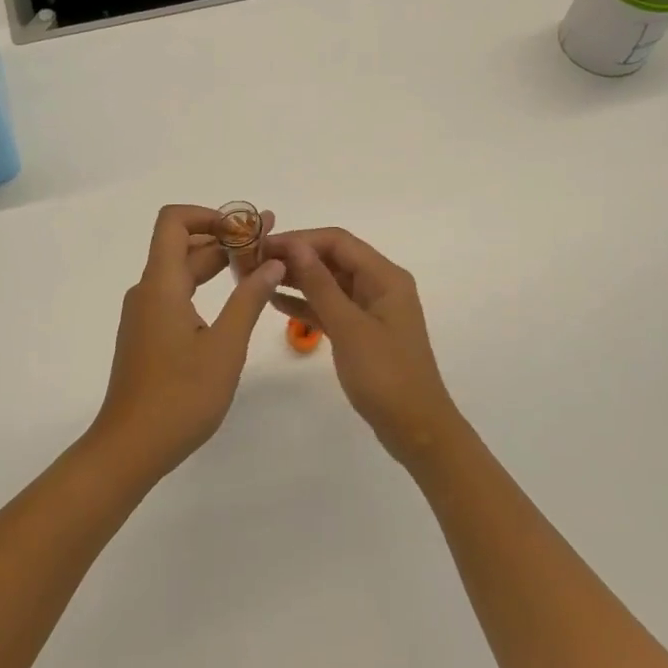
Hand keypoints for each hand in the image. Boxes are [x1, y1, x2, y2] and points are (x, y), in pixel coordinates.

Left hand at [89, 205, 286, 478]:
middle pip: (182, 245)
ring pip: (181, 272)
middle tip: (269, 244)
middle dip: (224, 238)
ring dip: (217, 264)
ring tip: (260, 268)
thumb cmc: (180, 397)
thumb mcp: (225, 347)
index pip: (173, 221)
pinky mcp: (148, 335)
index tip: (246, 229)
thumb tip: (272, 263)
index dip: (209, 214)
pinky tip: (234, 303)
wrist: (130, 447)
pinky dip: (205, 288)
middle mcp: (148, 291)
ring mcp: (145, 314)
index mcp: (161, 285)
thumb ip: (249, 299)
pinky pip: (176, 295)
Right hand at [263, 228, 462, 466]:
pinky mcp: (361, 331)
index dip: (300, 239)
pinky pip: (330, 307)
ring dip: (297, 279)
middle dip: (295, 257)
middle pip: (333, 258)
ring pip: (329, 282)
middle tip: (253, 262)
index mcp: (385, 277)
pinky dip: (306, 303)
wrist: (415, 428)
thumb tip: (295, 246)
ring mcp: (370, 309)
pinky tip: (275, 302)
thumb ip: (320, 285)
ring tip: (257, 278)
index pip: (337, 241)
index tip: (262, 246)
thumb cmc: (385, 375)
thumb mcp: (349, 327)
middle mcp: (379, 285)